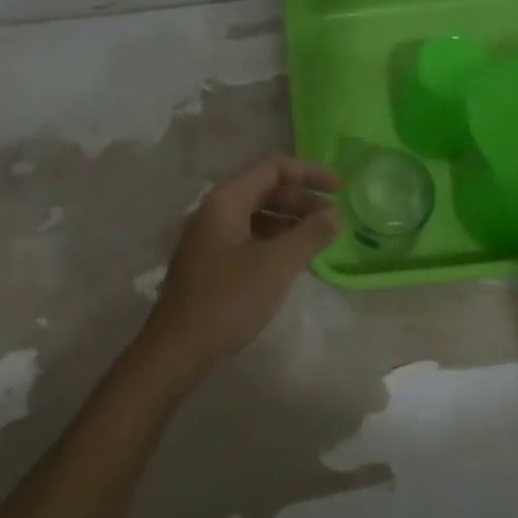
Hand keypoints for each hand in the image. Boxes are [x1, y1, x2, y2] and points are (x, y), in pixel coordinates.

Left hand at [138, 155, 341, 382]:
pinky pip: (246, 235)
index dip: (309, 173)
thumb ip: (310, 235)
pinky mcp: (208, 261)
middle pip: (264, 188)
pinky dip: (273, 238)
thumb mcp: (277, 265)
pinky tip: (290, 259)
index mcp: (226, 200)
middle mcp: (213, 210)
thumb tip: (334, 215)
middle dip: (301, 198)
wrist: (177, 349)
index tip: (340, 189)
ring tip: (317, 238)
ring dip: (288, 220)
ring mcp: (207, 237)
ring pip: (255, 213)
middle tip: (332, 217)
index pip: (273, 167)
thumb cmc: (228, 300)